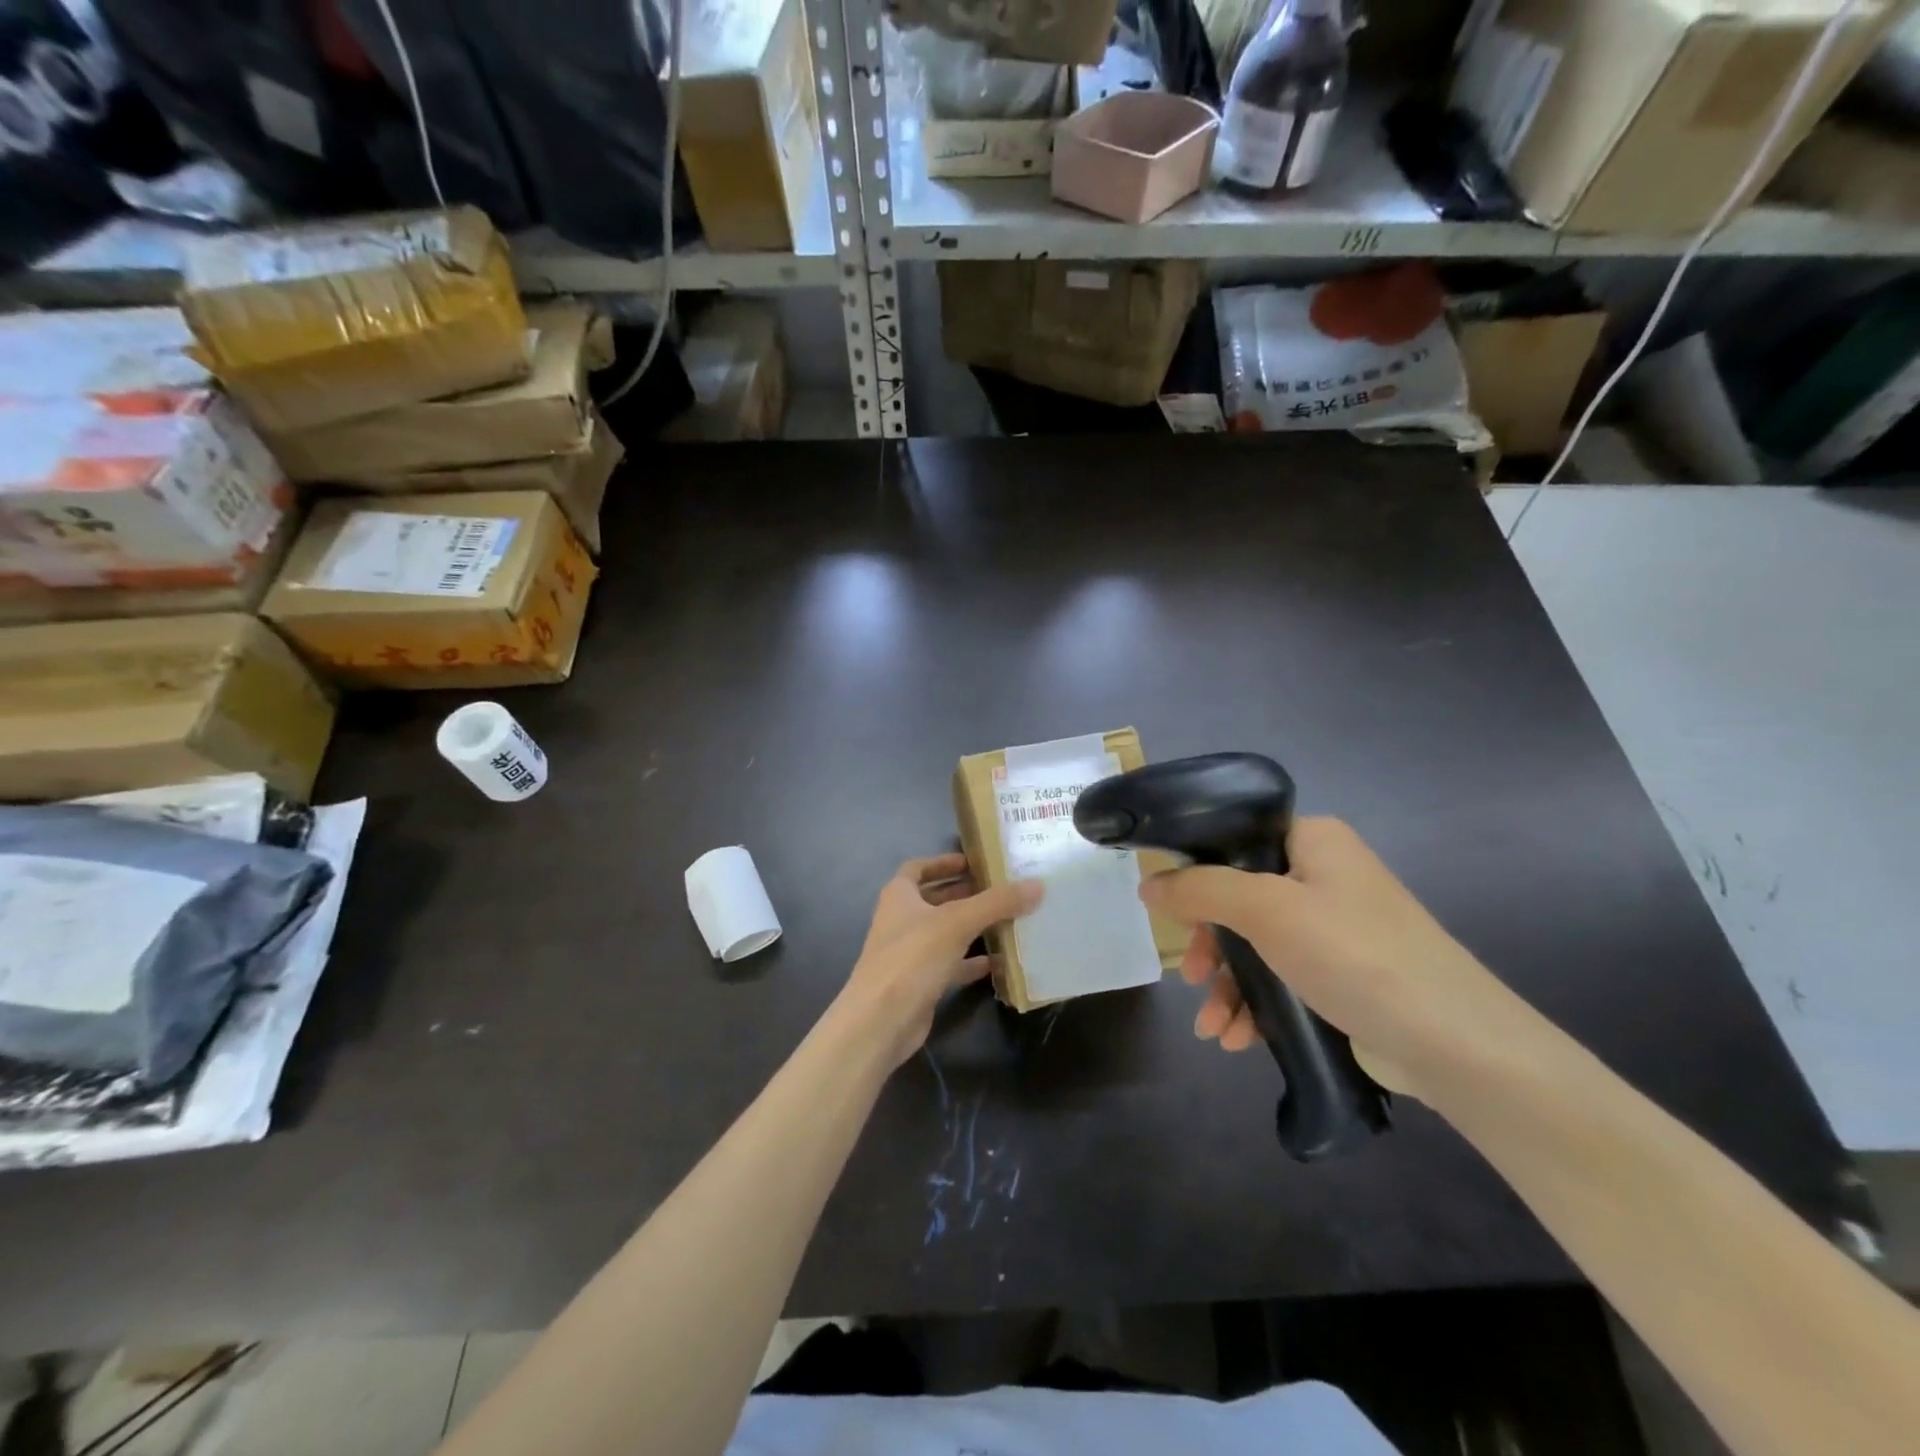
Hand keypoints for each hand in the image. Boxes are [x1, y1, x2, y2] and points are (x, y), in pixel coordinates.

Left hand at [837, 854, 1042, 1067]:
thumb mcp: (958, 923)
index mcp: (899, 896)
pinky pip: (949, 964)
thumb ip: (997, 903)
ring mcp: (908, 953)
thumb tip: (1037, 885)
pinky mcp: (919, 982)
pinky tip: (998, 962)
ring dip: (971, 927)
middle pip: (934, 899)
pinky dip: (970, 962)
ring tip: (1006, 921)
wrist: (880, 1022)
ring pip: (944, 933)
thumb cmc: (913, 958)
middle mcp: (901, 920)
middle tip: (1001, 890)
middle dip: (965, 893)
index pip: (918, 868)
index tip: (973, 862)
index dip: (943, 862)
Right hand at [1139, 818, 1519, 1097]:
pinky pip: (1281, 979)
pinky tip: (1237, 1038)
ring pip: (1256, 946)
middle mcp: (1324, 877)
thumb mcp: (1267, 910)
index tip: (1171, 912)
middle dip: (1211, 946)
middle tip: (1193, 977)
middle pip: (1239, 899)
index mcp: (1313, 841)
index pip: (1237, 839)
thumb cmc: (1354, 954)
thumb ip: (1201, 890)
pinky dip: (1255, 1006)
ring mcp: (1335, 929)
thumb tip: (1147, 884)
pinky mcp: (1342, 976)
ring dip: (1228, 987)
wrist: (1454, 1043)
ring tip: (1213, 1028)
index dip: (1197, 872)